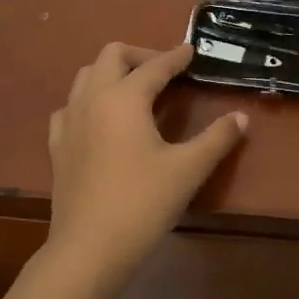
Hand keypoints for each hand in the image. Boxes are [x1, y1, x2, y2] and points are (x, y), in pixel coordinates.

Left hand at [46, 43, 247, 283]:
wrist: (89, 247)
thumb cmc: (143, 203)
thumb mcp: (188, 169)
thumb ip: (217, 138)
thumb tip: (241, 117)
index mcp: (124, 98)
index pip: (154, 66)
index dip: (176, 57)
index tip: (191, 51)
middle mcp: (92, 99)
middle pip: (111, 56)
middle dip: (139, 55)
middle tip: (165, 71)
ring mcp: (69, 121)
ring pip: (86, 76)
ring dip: (112, 72)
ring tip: (135, 90)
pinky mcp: (57, 145)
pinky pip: (70, 106)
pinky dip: (88, 100)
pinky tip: (100, 120)